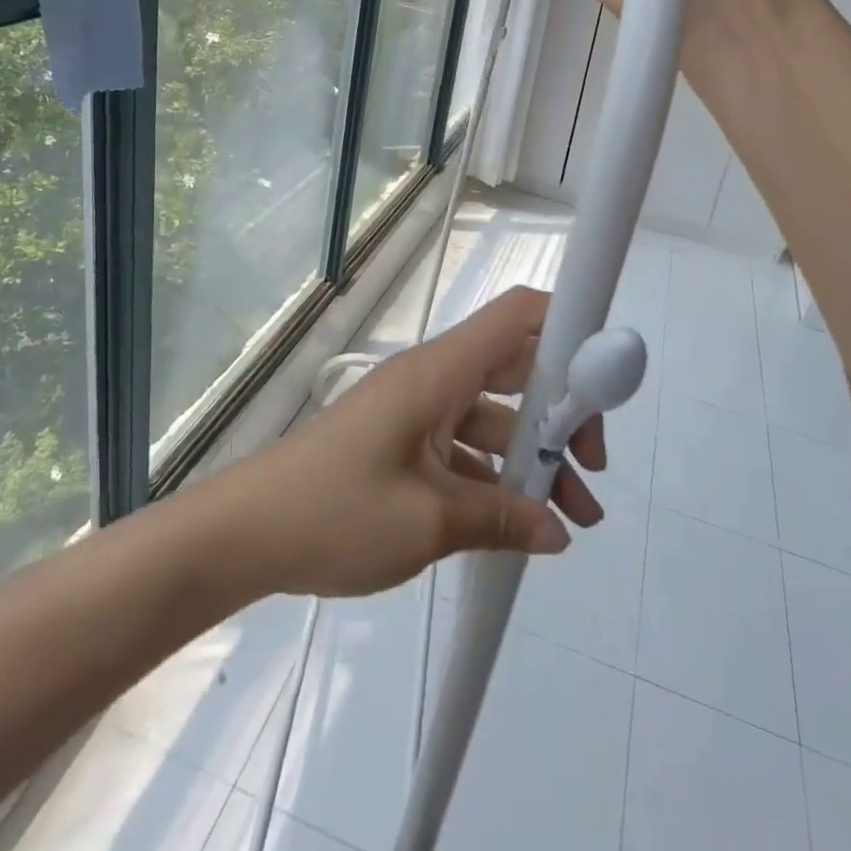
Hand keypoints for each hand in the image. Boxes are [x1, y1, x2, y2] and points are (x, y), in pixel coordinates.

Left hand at [213, 287, 606, 599]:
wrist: (243, 533)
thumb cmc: (334, 510)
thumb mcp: (427, 520)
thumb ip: (499, 519)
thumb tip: (557, 530)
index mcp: (439, 372)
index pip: (516, 316)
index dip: (568, 326)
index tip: (606, 377)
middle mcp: (433, 379)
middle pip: (516, 370)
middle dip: (561, 414)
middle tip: (591, 468)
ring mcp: (416, 412)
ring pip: (493, 418)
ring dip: (531, 459)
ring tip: (571, 518)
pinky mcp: (402, 444)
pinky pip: (463, 448)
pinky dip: (494, 478)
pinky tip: (517, 526)